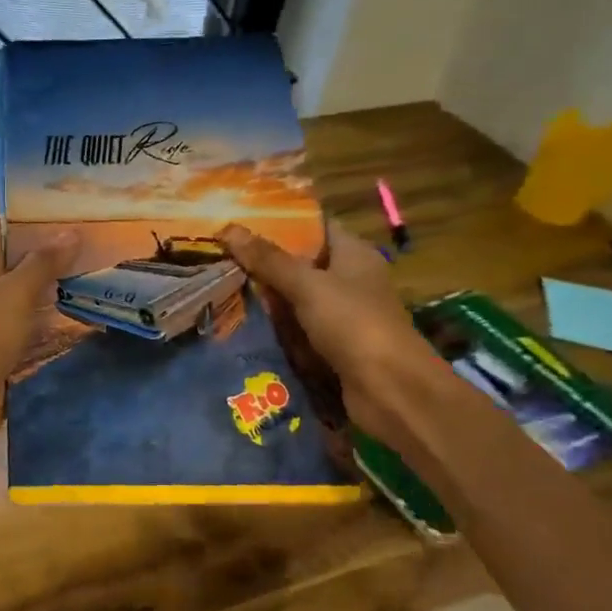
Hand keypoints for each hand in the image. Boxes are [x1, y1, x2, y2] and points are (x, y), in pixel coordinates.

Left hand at [0, 228, 79, 451]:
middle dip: (55, 255)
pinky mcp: (7, 351)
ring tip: (102, 277)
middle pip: (21, 264)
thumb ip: (41, 263)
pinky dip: (57, 325)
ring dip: (60, 291)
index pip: (4, 228)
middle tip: (98, 243)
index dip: (32, 215)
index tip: (70, 207)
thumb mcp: (13, 294)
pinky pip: (36, 331)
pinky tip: (88, 320)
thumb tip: (71, 231)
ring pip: (32, 298)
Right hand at [220, 222, 434, 440]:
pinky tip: (243, 323)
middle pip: (302, 263)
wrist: (390, 390)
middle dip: (265, 261)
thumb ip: (269, 260)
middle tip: (221, 254)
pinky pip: (298, 329)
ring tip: (222, 285)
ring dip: (267, 297)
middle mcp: (350, 280)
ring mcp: (342, 315)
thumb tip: (229, 229)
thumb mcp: (308, 285)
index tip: (241, 220)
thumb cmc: (354, 324)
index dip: (281, 220)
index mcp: (354, 254)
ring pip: (297, 298)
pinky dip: (276, 327)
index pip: (316, 226)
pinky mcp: (333, 346)